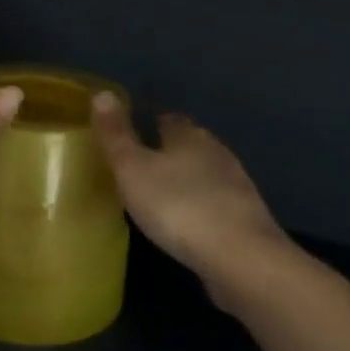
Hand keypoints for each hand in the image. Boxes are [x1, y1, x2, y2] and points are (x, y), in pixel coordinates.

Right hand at [92, 94, 291, 297]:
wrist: (241, 258)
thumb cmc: (179, 207)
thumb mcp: (133, 169)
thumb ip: (116, 134)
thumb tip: (102, 92)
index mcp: (189, 136)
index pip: (169, 119)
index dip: (151, 123)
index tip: (134, 133)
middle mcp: (217, 152)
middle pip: (190, 144)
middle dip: (170, 152)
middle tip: (144, 166)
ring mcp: (236, 186)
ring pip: (206, 174)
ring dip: (188, 181)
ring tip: (163, 196)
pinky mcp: (247, 219)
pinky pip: (218, 204)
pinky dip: (203, 208)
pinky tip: (190, 225)